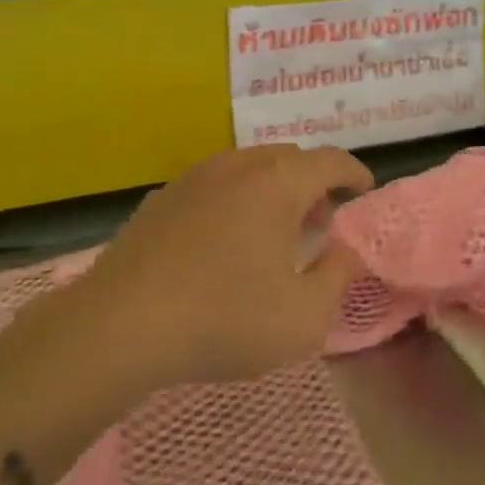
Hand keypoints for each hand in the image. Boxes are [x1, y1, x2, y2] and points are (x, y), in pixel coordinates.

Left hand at [81, 145, 375, 388]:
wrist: (120, 325)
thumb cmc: (225, 319)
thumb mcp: (304, 317)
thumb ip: (337, 278)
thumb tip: (343, 251)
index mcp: (278, 183)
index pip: (330, 160)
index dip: (354, 172)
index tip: (364, 189)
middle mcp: (237, 166)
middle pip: (288, 158)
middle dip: (313, 183)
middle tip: (320, 220)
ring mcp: (194, 177)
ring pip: (248, 168)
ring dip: (272, 191)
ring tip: (274, 232)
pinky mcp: (161, 198)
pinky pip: (214, 186)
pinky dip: (234, 200)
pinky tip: (225, 241)